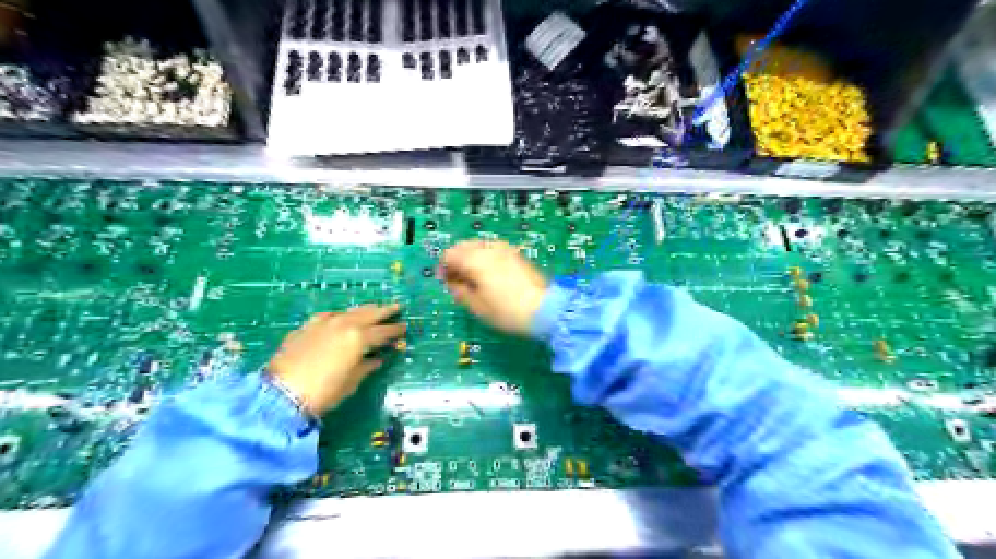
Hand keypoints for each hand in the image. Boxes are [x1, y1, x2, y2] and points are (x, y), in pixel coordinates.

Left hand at [268, 307, 402, 414]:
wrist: (281, 393)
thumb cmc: (323, 391)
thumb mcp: (352, 381)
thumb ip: (367, 366)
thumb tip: (377, 359)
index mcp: (359, 338)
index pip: (383, 331)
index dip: (395, 330)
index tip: (404, 327)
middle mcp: (344, 324)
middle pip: (369, 313)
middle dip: (384, 310)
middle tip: (397, 307)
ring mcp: (324, 322)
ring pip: (350, 311)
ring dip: (364, 310)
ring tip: (374, 308)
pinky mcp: (307, 326)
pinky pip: (329, 315)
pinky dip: (340, 315)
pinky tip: (341, 317)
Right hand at [441, 238, 548, 334]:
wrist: (545, 309)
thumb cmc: (506, 311)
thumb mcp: (477, 306)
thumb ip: (459, 290)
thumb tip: (452, 282)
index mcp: (475, 259)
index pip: (449, 255)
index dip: (443, 268)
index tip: (445, 283)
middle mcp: (488, 247)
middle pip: (463, 246)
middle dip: (456, 260)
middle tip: (458, 280)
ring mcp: (505, 248)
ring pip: (478, 245)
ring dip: (470, 257)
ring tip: (474, 278)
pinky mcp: (516, 253)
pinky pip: (492, 249)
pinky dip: (485, 257)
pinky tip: (489, 274)